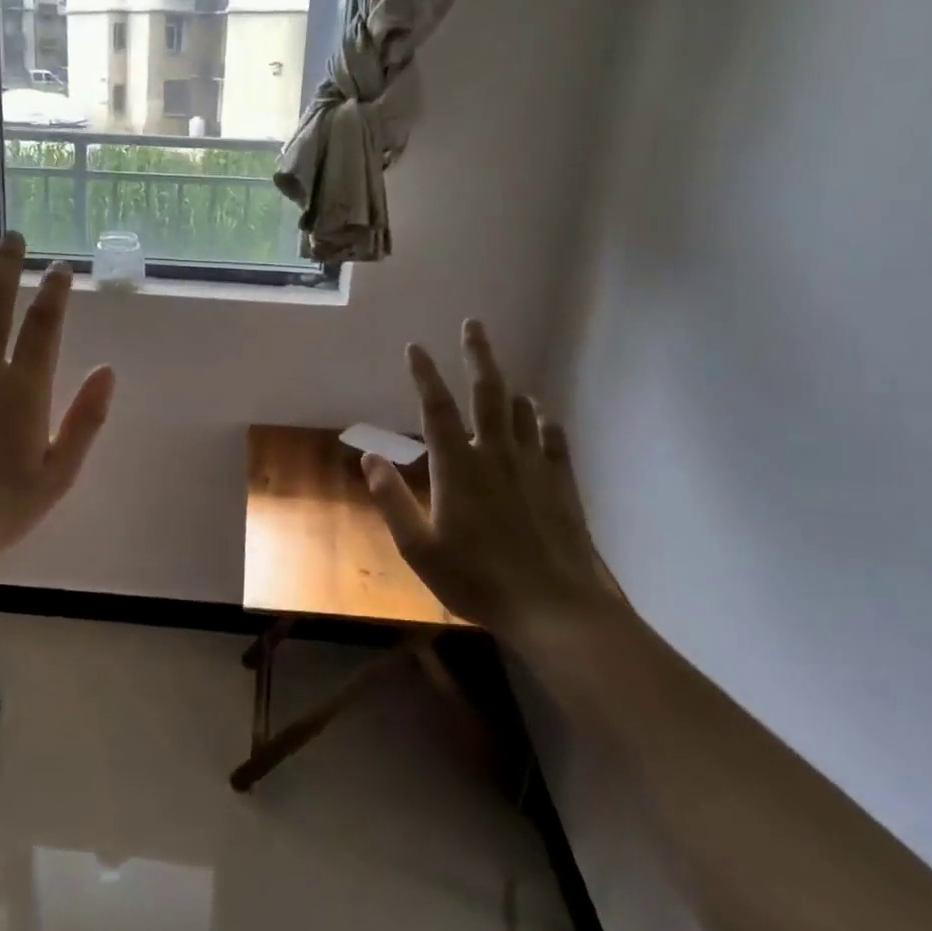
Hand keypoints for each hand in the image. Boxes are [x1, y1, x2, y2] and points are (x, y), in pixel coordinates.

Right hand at [363, 320, 620, 643]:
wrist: (553, 606)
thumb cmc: (476, 578)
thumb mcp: (417, 546)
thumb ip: (391, 499)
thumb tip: (369, 457)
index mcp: (458, 467)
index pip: (437, 408)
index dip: (424, 375)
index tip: (415, 347)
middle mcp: (497, 454)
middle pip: (487, 393)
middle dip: (478, 355)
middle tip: (473, 324)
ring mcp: (534, 467)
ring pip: (523, 412)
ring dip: (509, 389)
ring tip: (503, 378)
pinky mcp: (562, 484)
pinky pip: (555, 440)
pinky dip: (545, 421)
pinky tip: (543, 416)